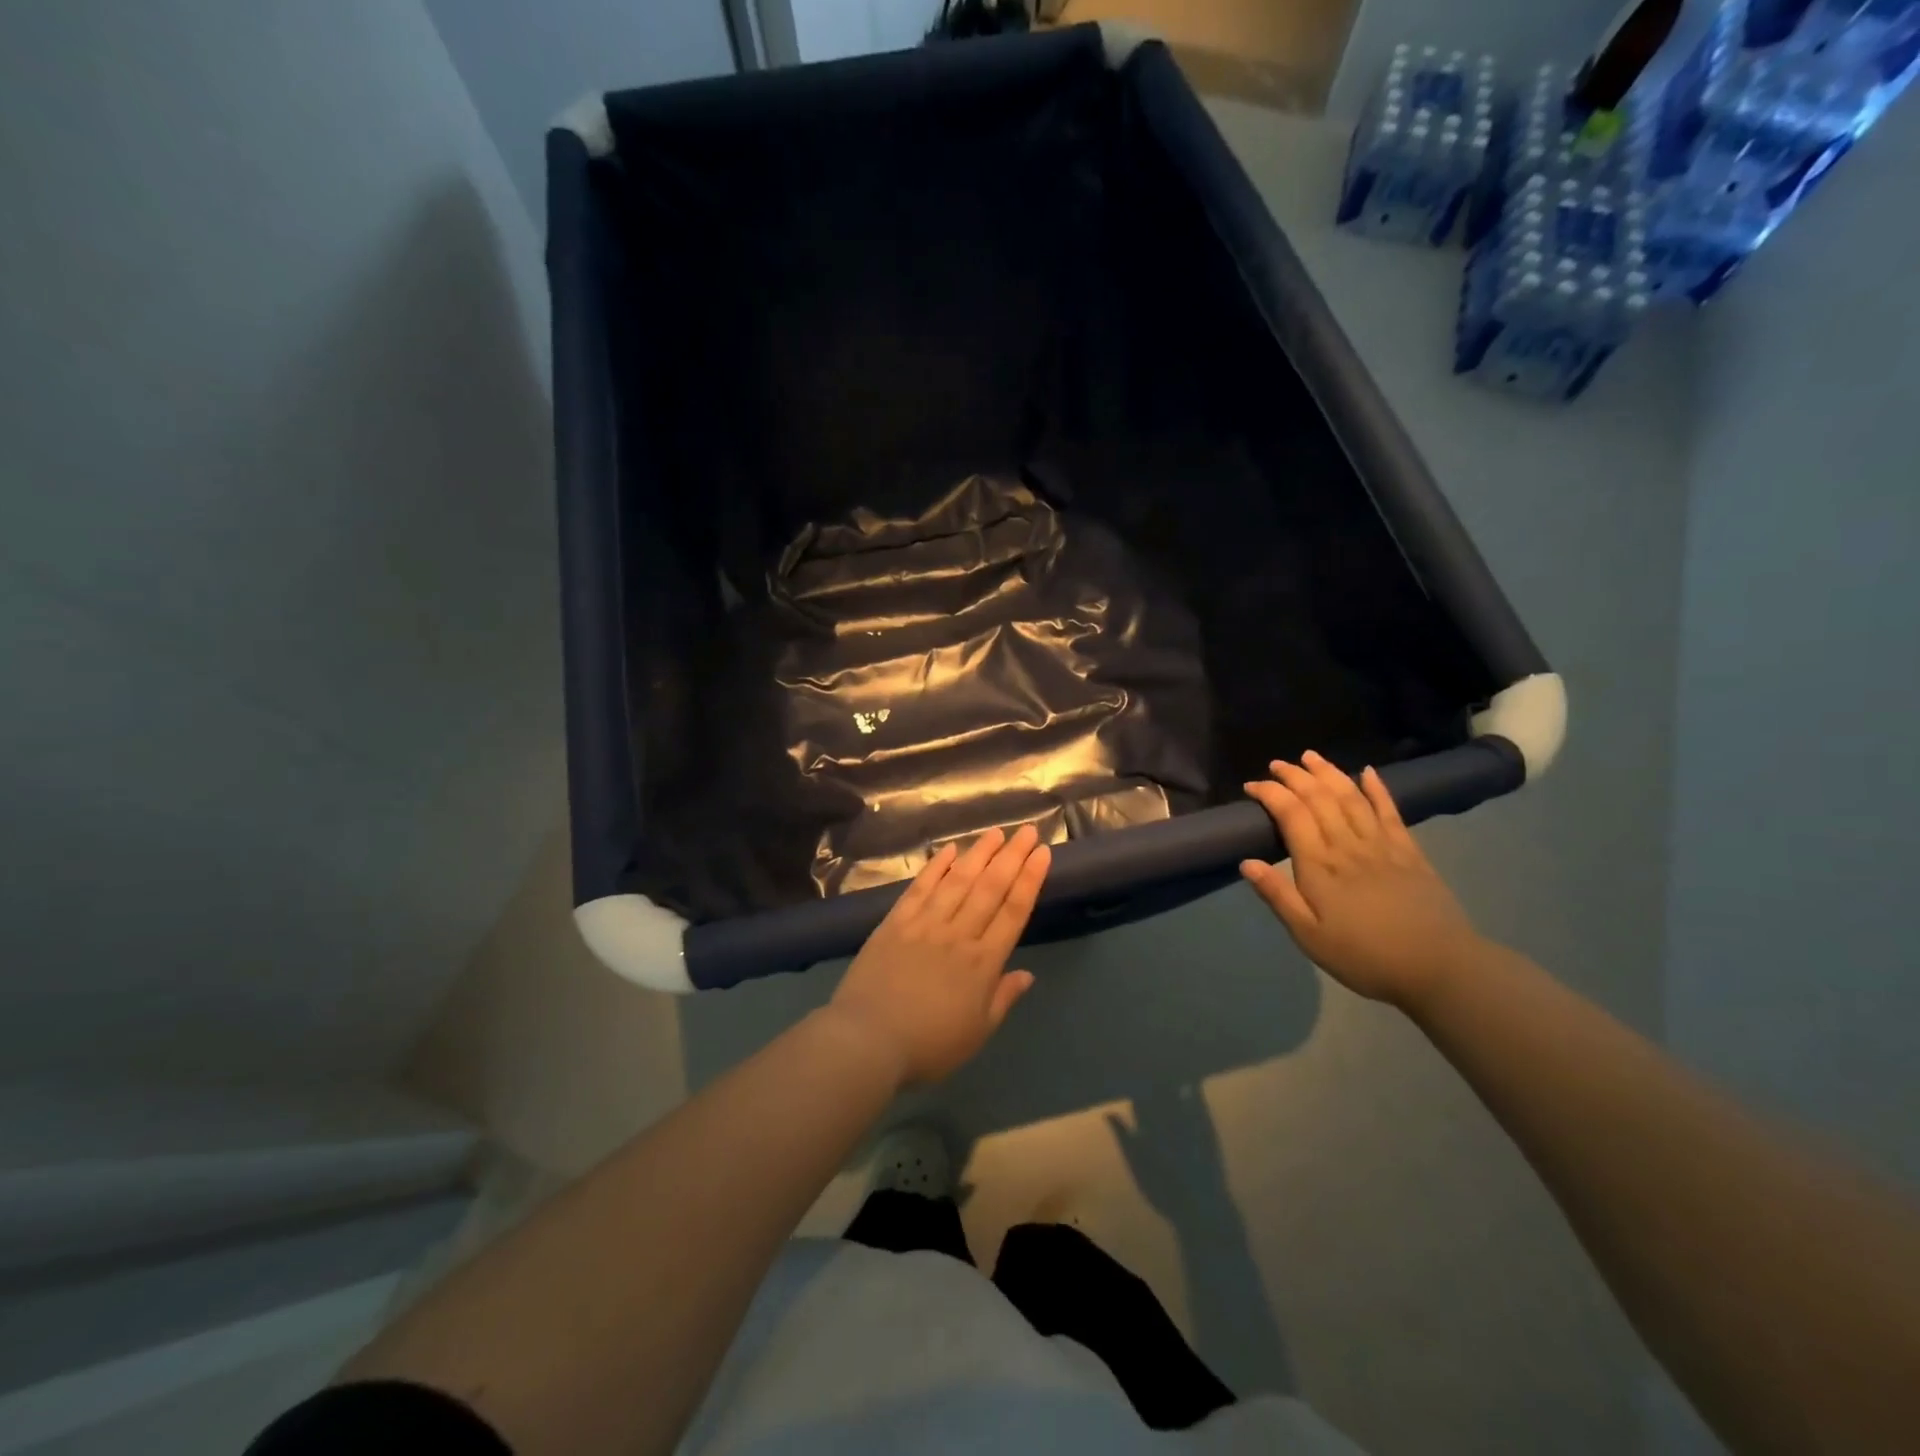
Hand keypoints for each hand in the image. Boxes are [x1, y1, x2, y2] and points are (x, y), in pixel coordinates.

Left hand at [828, 824, 1050, 1087]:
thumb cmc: (928, 1045)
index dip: (1030, 879)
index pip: (1013, 911)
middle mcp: (958, 934)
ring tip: (995, 832)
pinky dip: (936, 867)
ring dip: (979, 854)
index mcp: (983, 962)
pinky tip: (949, 850)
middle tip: (1026, 830)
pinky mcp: (896, 922)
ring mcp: (925, 924)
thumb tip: (1027, 973)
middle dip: (1011, 857)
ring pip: (958, 881)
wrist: (868, 1040)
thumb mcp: (977, 1032)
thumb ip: (1003, 998)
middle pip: (990, 888)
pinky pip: (920, 888)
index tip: (1042, 853)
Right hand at [1240, 751, 1483, 1008]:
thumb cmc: (1364, 957)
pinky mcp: (1409, 852)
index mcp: (1320, 865)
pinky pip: (1390, 812)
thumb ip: (1278, 896)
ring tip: (1311, 756)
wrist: (1439, 968)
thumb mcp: (1309, 936)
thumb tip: (1246, 862)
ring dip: (1329, 773)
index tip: (1252, 786)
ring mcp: (1382, 845)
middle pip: (1320, 798)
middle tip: (1277, 764)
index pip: (1291, 814)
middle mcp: (1348, 845)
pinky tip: (1368, 772)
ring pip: (1351, 797)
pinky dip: (1377, 789)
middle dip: (1295, 776)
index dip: (1271, 794)